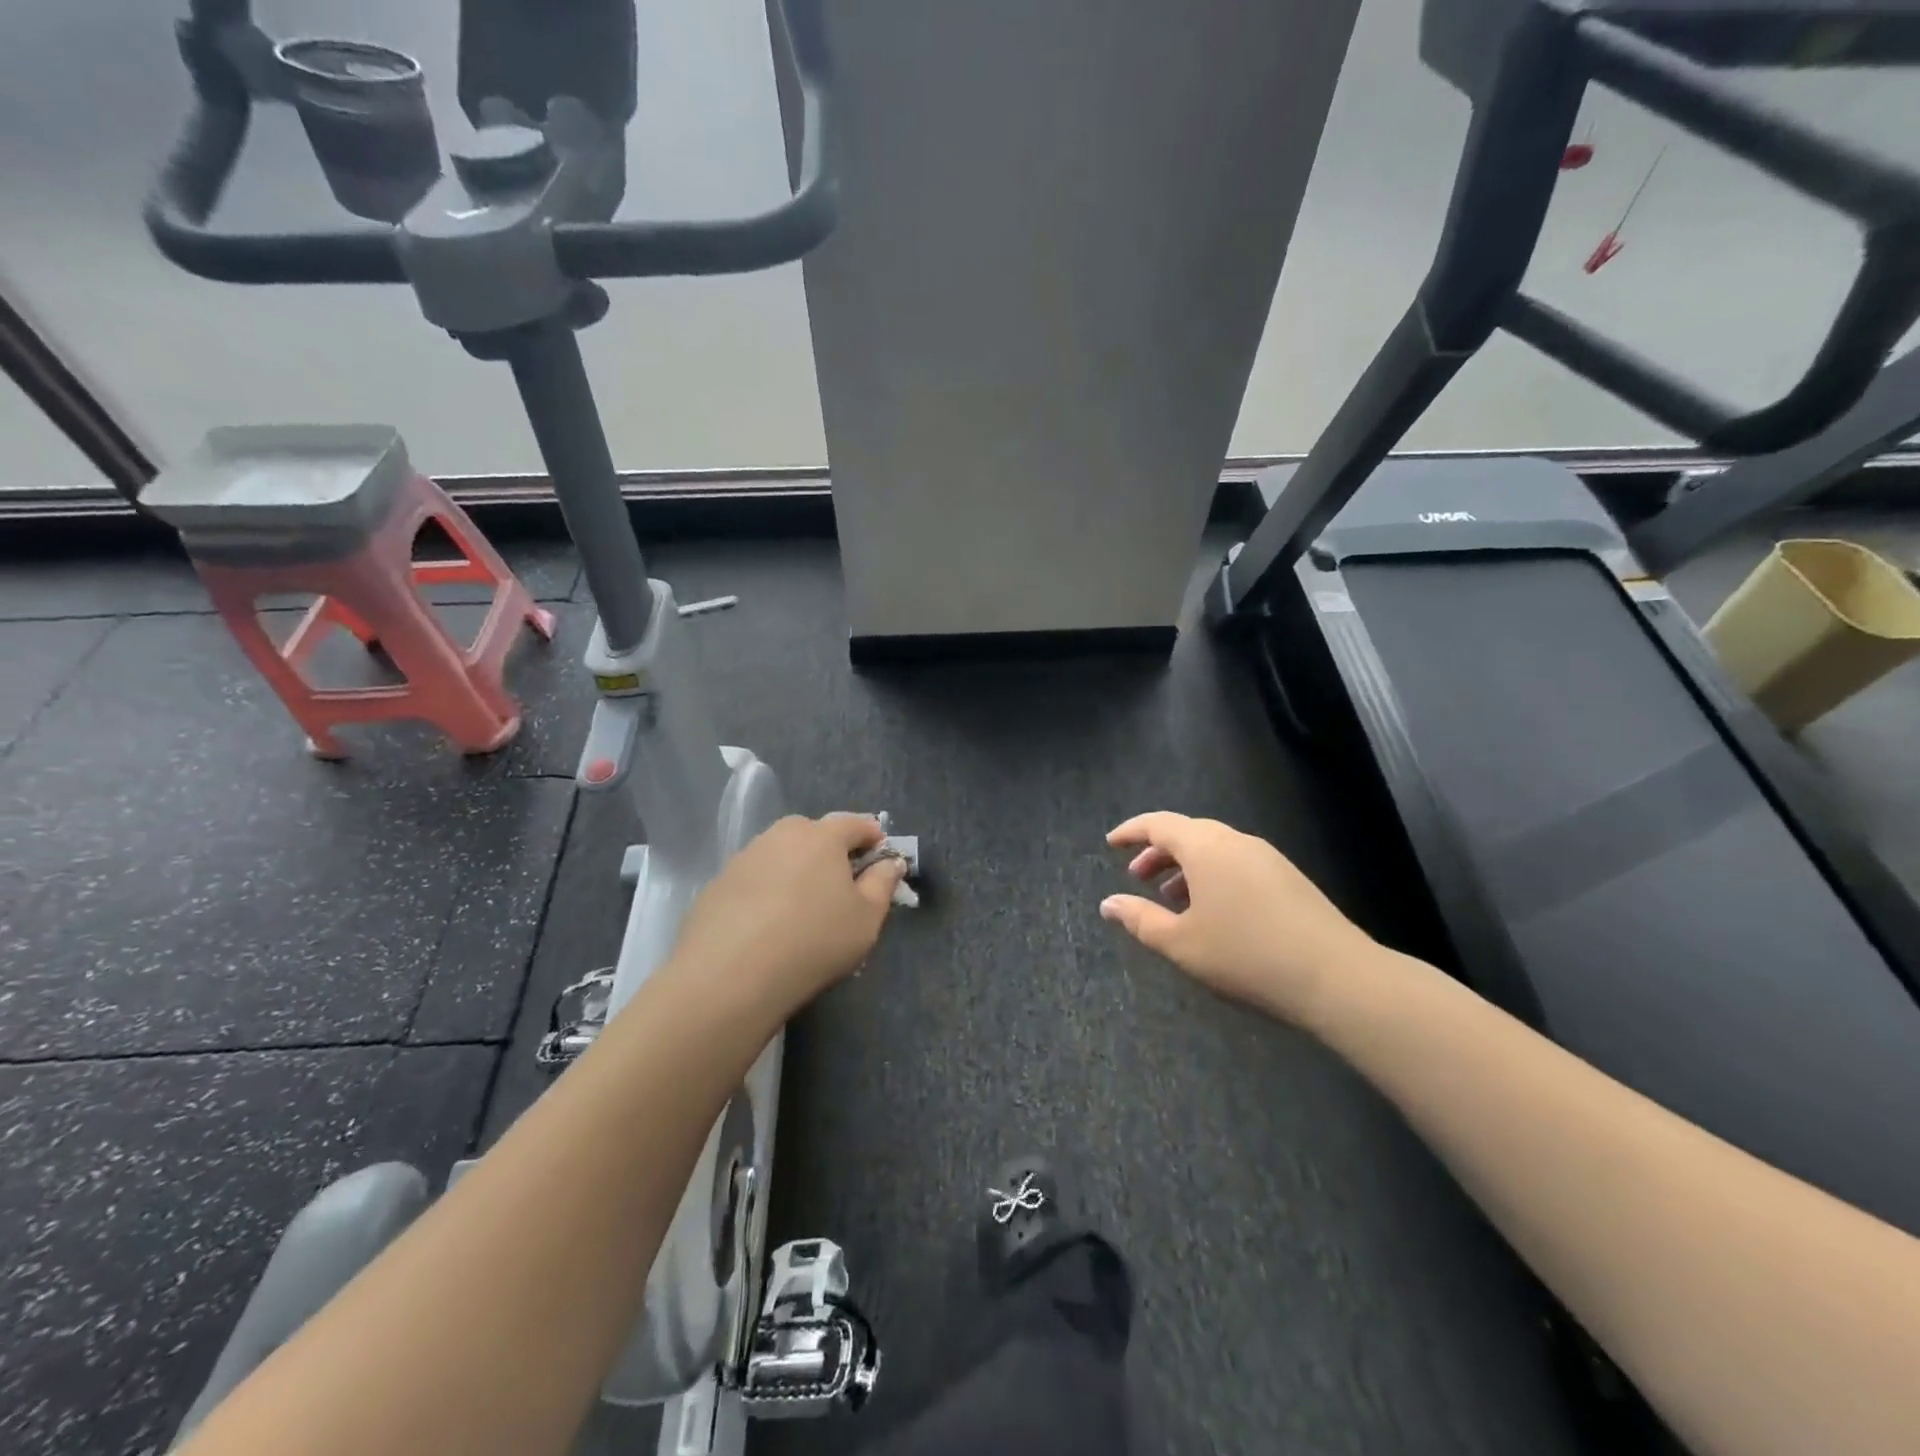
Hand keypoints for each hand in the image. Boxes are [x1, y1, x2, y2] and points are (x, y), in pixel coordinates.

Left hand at [670, 814, 905, 1017]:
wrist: (731, 975)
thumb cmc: (814, 941)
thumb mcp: (866, 918)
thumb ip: (883, 884)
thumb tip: (890, 862)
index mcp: (822, 836)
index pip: (855, 823)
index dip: (872, 837)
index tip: (880, 857)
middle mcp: (781, 835)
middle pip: (813, 833)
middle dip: (830, 850)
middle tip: (839, 883)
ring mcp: (745, 857)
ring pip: (780, 853)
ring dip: (794, 869)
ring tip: (800, 906)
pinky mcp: (717, 883)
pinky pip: (753, 878)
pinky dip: (765, 891)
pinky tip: (766, 924)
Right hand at [1100, 812, 1375, 1024]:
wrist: (1336, 976)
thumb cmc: (1246, 955)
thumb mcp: (1181, 943)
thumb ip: (1140, 919)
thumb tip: (1108, 903)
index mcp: (1205, 847)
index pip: (1159, 824)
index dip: (1131, 831)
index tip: (1110, 844)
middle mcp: (1235, 841)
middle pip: (1188, 833)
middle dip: (1158, 851)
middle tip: (1138, 877)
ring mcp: (1267, 857)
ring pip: (1215, 849)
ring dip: (1186, 866)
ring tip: (1172, 898)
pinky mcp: (1288, 877)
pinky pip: (1237, 862)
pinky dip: (1212, 875)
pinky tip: (1213, 911)